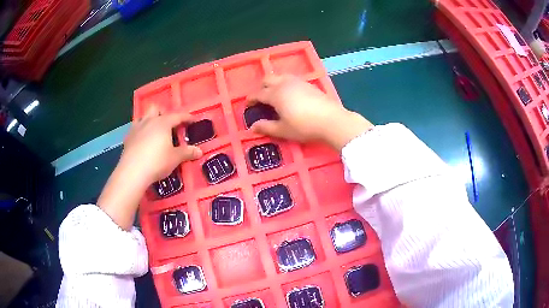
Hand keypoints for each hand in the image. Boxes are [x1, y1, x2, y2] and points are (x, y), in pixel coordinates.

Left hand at [119, 105, 202, 185]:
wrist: (132, 172)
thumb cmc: (157, 162)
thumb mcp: (175, 158)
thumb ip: (187, 152)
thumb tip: (200, 151)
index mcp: (163, 123)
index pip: (178, 116)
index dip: (187, 117)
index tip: (193, 120)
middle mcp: (149, 121)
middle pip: (156, 108)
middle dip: (163, 113)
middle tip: (168, 125)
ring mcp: (136, 128)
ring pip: (143, 116)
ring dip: (149, 120)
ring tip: (154, 132)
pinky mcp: (127, 138)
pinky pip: (135, 129)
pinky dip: (140, 132)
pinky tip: (142, 142)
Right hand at [247, 75, 372, 150]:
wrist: (331, 120)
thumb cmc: (304, 127)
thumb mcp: (283, 130)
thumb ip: (266, 127)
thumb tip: (252, 127)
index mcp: (275, 94)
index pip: (259, 94)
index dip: (252, 99)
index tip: (248, 104)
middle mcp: (285, 84)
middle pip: (268, 79)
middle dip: (261, 87)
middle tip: (261, 98)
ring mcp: (298, 82)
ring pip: (280, 77)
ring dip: (274, 83)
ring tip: (275, 95)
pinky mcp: (308, 84)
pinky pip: (291, 79)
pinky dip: (285, 84)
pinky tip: (290, 94)